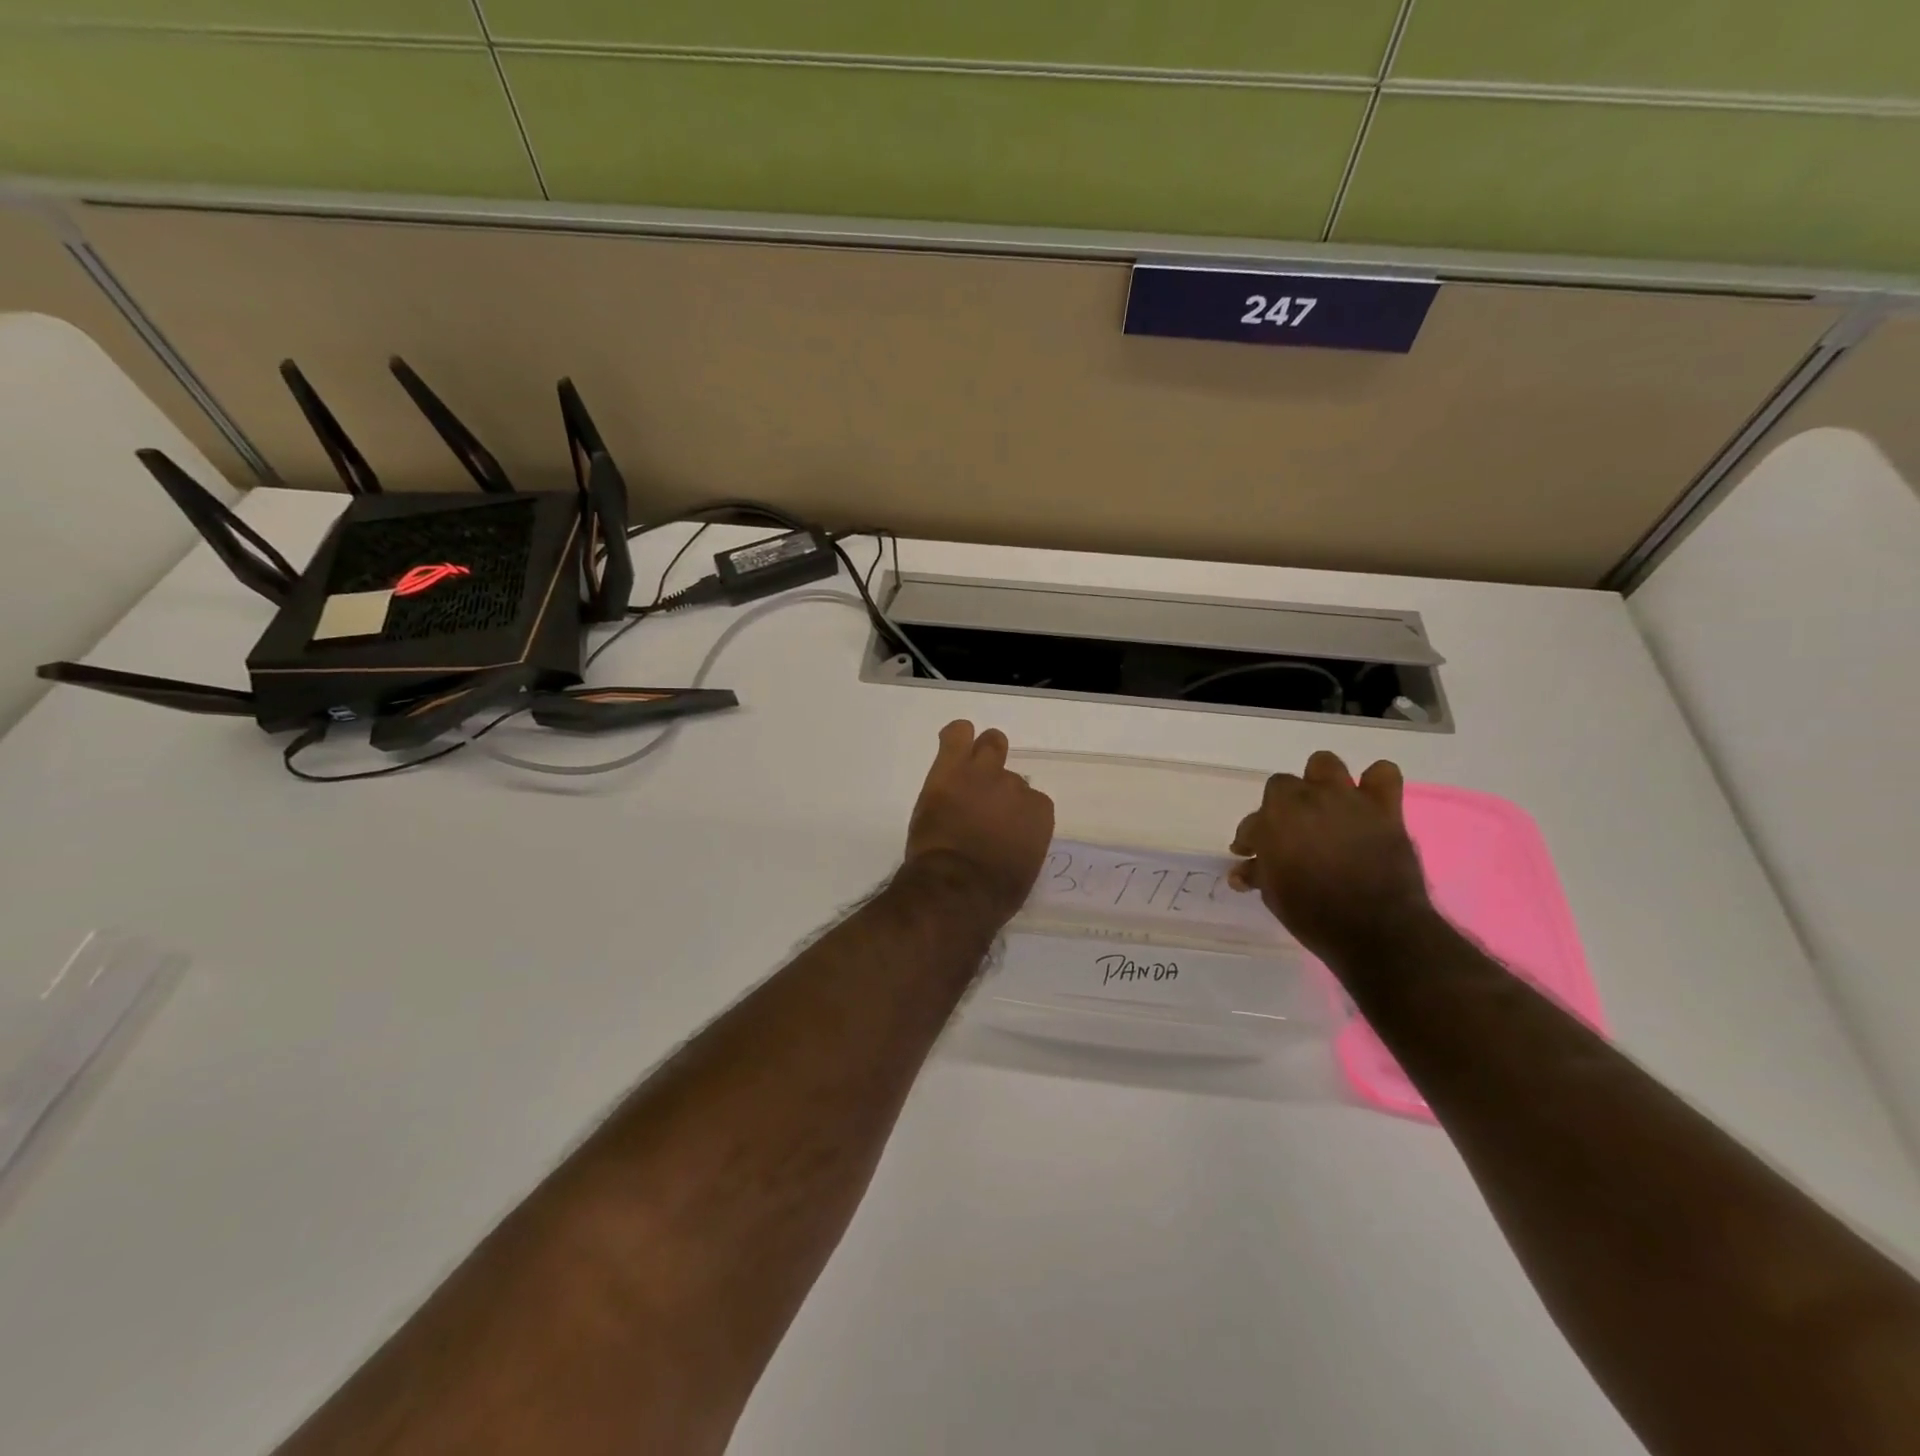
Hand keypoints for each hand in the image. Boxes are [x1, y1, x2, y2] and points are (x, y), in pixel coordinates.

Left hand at [904, 721, 1054, 921]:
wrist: (956, 888)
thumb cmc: (992, 894)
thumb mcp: (1022, 870)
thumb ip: (1022, 844)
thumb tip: (1010, 841)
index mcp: (1039, 814)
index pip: (1031, 801)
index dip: (1013, 814)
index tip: (1000, 828)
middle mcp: (1017, 787)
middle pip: (1011, 775)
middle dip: (999, 786)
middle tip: (982, 802)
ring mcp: (984, 773)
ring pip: (990, 744)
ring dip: (982, 755)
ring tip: (966, 771)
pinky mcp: (952, 769)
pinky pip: (957, 735)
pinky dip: (956, 736)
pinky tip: (952, 744)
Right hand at [1228, 750, 1434, 961]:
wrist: (1375, 929)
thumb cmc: (1312, 913)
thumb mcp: (1273, 894)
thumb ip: (1257, 873)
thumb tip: (1240, 872)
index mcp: (1273, 818)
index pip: (1252, 821)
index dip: (1251, 838)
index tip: (1251, 856)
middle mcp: (1306, 799)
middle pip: (1283, 786)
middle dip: (1282, 808)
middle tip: (1288, 834)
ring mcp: (1346, 799)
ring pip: (1325, 765)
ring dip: (1320, 782)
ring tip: (1324, 807)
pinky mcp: (1383, 808)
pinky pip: (1383, 774)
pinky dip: (1374, 783)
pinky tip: (1368, 802)